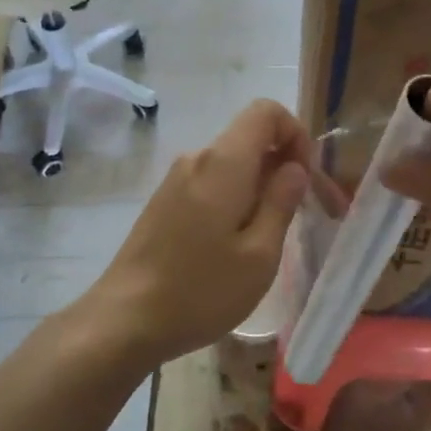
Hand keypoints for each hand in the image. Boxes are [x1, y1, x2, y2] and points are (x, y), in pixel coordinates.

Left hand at [84, 100, 311, 365]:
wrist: (125, 320)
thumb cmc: (200, 291)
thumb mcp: (260, 255)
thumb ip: (281, 202)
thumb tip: (294, 167)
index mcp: (223, 163)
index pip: (266, 111)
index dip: (295, 133)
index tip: (306, 177)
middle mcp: (196, 158)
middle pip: (249, 137)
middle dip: (281, 165)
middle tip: (296, 217)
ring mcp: (175, 179)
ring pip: (231, 163)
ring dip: (258, 186)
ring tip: (264, 239)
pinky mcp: (164, 201)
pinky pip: (211, 182)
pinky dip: (234, 198)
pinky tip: (233, 245)